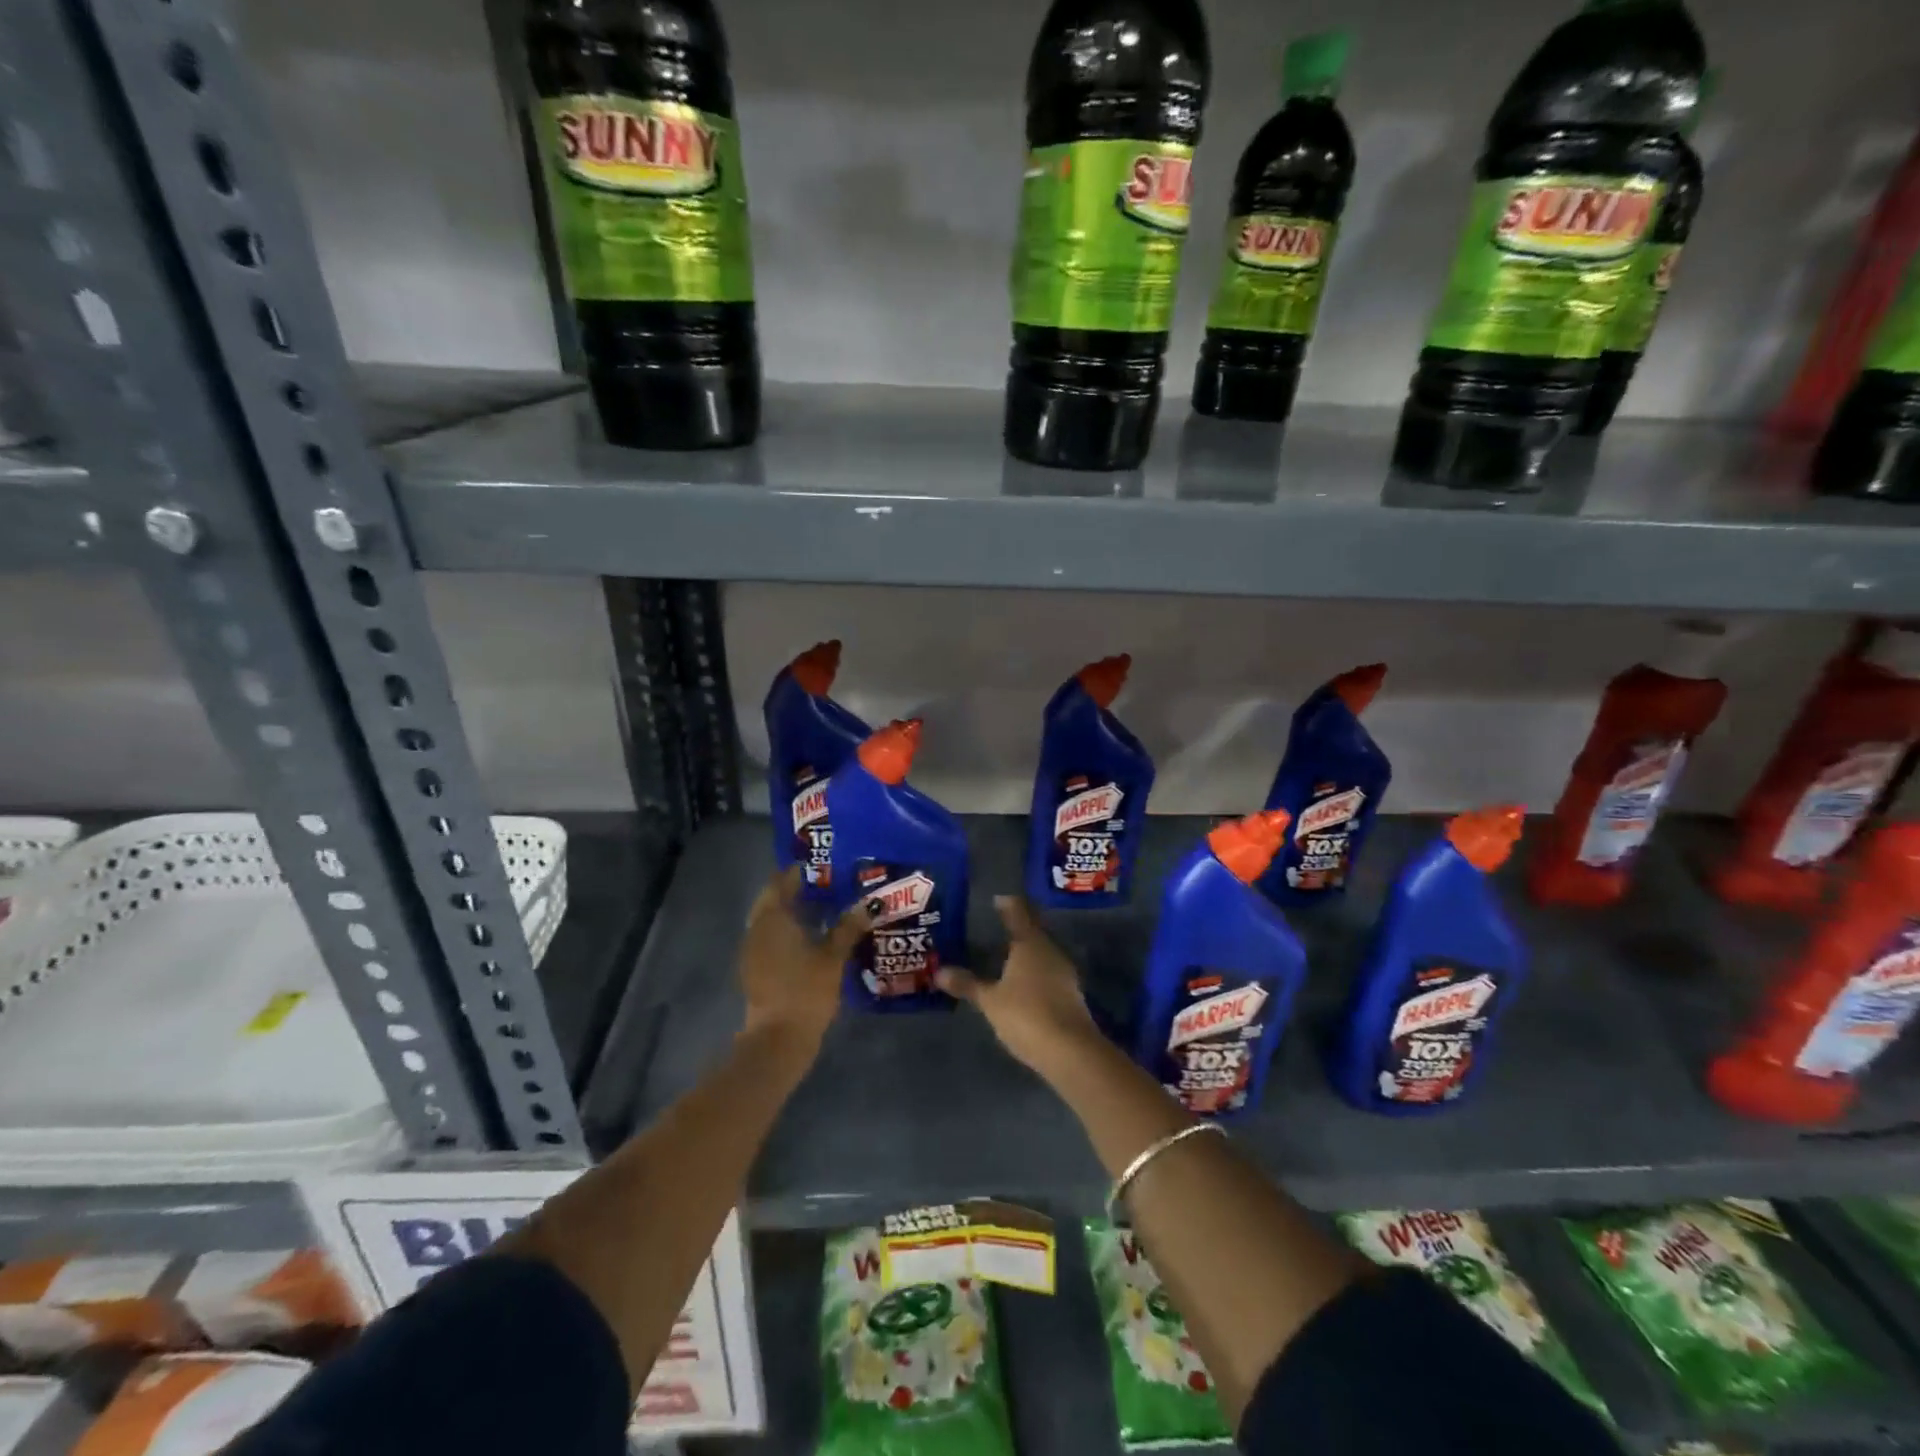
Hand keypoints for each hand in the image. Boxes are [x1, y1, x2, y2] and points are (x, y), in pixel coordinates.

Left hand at [738, 868, 870, 1055]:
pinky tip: (811, 939)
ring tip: (824, 910)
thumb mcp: (834, 956)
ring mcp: (752, 950)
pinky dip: (787, 932)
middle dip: (796, 892)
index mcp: (772, 917)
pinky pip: (770, 938)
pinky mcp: (754, 969)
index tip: (824, 868)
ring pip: (770, 920)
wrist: (778, 1039)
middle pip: (773, 899)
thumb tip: (870, 903)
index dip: (800, 872)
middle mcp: (757, 928)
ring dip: (792, 912)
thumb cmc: (806, 990)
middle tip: (827, 887)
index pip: (781, 881)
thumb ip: (849, 926)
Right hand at [938, 896, 1097, 1072]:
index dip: (1007, 904)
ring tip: (1005, 956)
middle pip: (1033, 931)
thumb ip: (967, 984)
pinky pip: (1047, 973)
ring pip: (1042, 953)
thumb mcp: (990, 1001)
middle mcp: (1050, 950)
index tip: (996, 900)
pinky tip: (1021, 983)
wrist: (1072, 1052)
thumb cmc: (1027, 1015)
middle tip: (995, 927)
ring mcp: (1064, 972)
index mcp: (1030, 943)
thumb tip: (939, 971)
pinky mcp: (1070, 994)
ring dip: (1026, 952)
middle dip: (1016, 928)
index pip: (1018, 912)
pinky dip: (1033, 973)